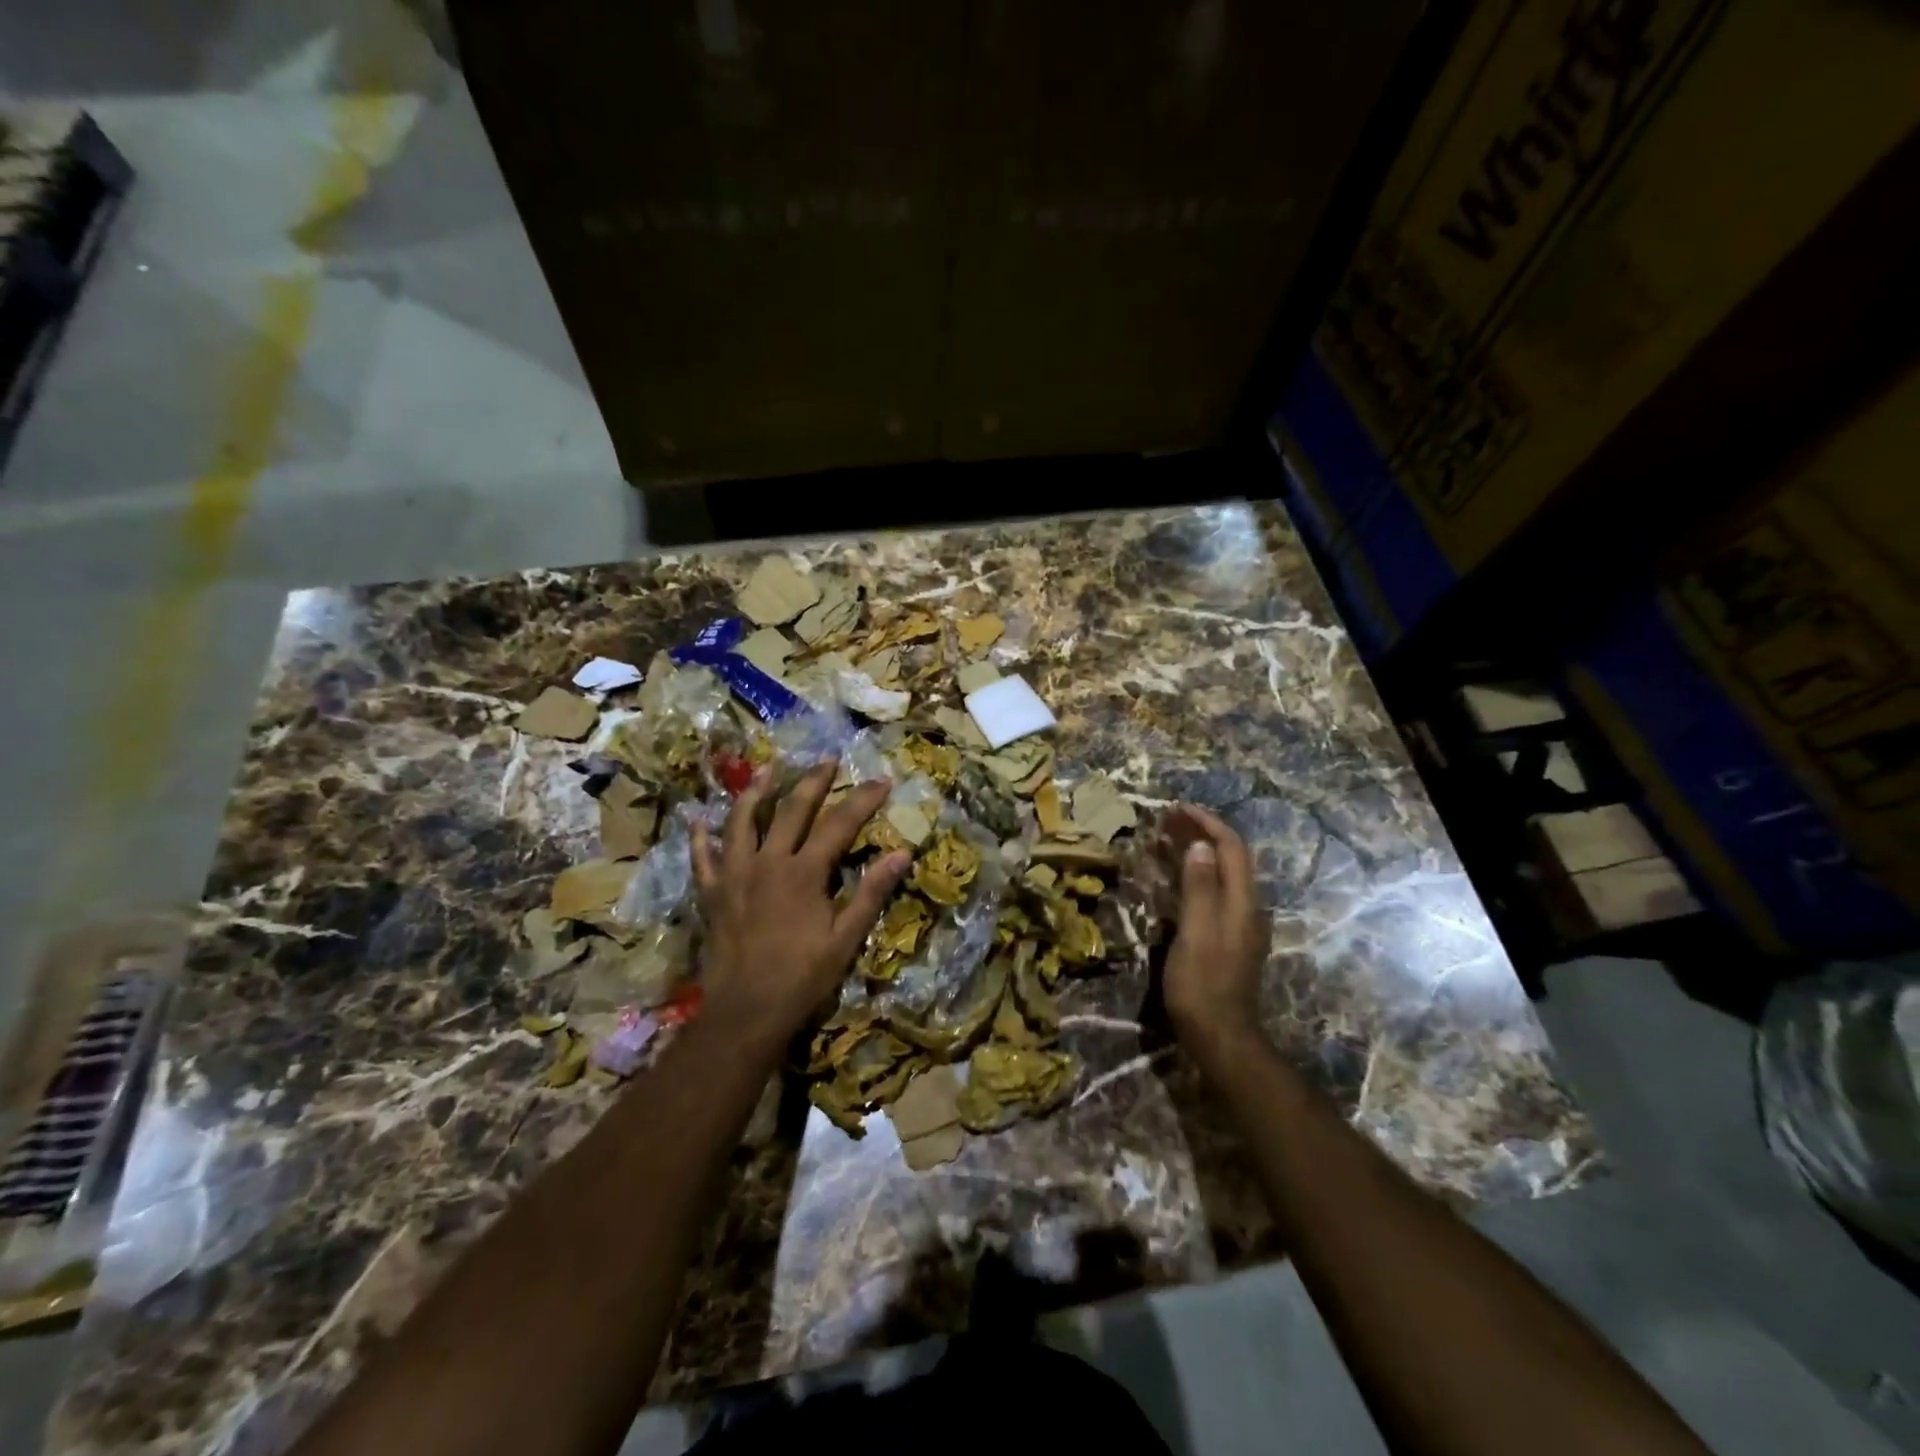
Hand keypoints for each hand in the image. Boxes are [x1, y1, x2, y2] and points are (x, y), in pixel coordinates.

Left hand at [693, 762, 910, 1055]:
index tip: (882, 780)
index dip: (863, 799)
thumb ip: (872, 892)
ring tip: (766, 770)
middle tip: (828, 760)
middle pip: (792, 809)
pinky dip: (701, 837)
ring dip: (755, 792)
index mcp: (804, 872)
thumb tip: (902, 853)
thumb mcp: (846, 938)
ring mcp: (735, 875)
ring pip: (742, 821)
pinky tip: (699, 820)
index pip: (840, 823)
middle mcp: (768, 862)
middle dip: (813, 781)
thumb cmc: (802, 977)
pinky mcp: (712, 893)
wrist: (745, 1012)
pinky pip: (702, 858)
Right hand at [1161, 804, 1269, 1051]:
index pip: (1231, 848)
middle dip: (1201, 833)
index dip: (1207, 823)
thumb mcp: (1196, 934)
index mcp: (1242, 903)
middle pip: (1229, 858)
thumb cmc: (1202, 986)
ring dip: (1198, 851)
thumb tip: (1200, 846)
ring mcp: (1240, 924)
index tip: (1177, 808)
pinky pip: (1215, 892)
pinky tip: (1176, 878)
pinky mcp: (1228, 938)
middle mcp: (1247, 908)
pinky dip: (1195, 874)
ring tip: (1166, 839)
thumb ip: (1200, 888)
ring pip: (1222, 874)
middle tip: (1166, 819)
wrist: (1221, 1038)